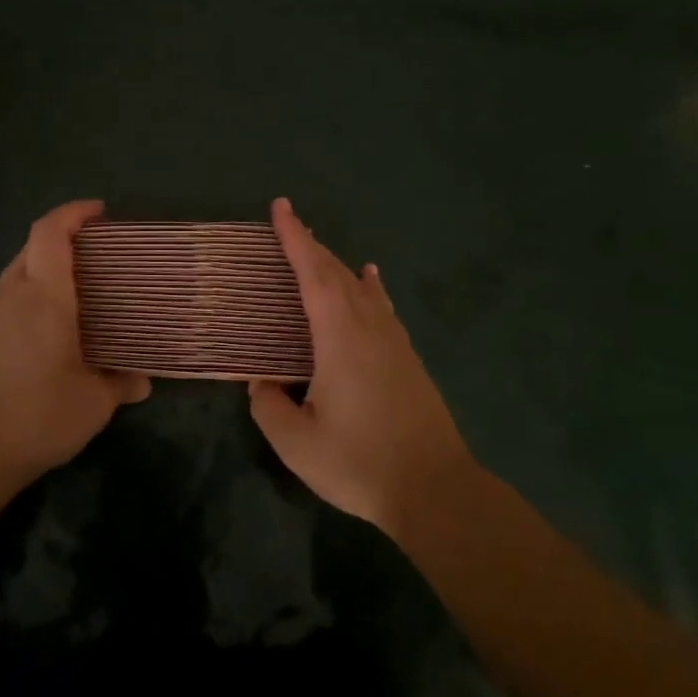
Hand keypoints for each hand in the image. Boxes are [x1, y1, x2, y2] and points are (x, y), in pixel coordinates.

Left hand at [0, 200, 149, 489]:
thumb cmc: (34, 417)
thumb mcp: (92, 405)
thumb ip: (120, 385)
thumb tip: (141, 381)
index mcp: (43, 297)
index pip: (50, 232)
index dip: (73, 212)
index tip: (99, 211)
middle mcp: (9, 296)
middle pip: (32, 249)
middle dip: (63, 242)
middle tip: (97, 259)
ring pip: (16, 277)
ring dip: (43, 275)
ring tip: (74, 300)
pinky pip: (3, 305)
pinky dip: (26, 303)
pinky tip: (42, 338)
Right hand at [248, 198, 474, 535]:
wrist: (435, 488)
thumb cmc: (360, 462)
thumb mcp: (297, 443)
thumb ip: (269, 406)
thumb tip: (263, 383)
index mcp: (339, 336)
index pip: (312, 273)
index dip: (295, 238)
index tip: (281, 207)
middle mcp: (368, 327)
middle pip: (337, 273)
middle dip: (311, 245)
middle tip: (289, 225)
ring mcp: (394, 341)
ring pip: (361, 287)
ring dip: (336, 264)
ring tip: (319, 249)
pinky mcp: (408, 358)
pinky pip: (382, 306)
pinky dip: (368, 286)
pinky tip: (370, 281)